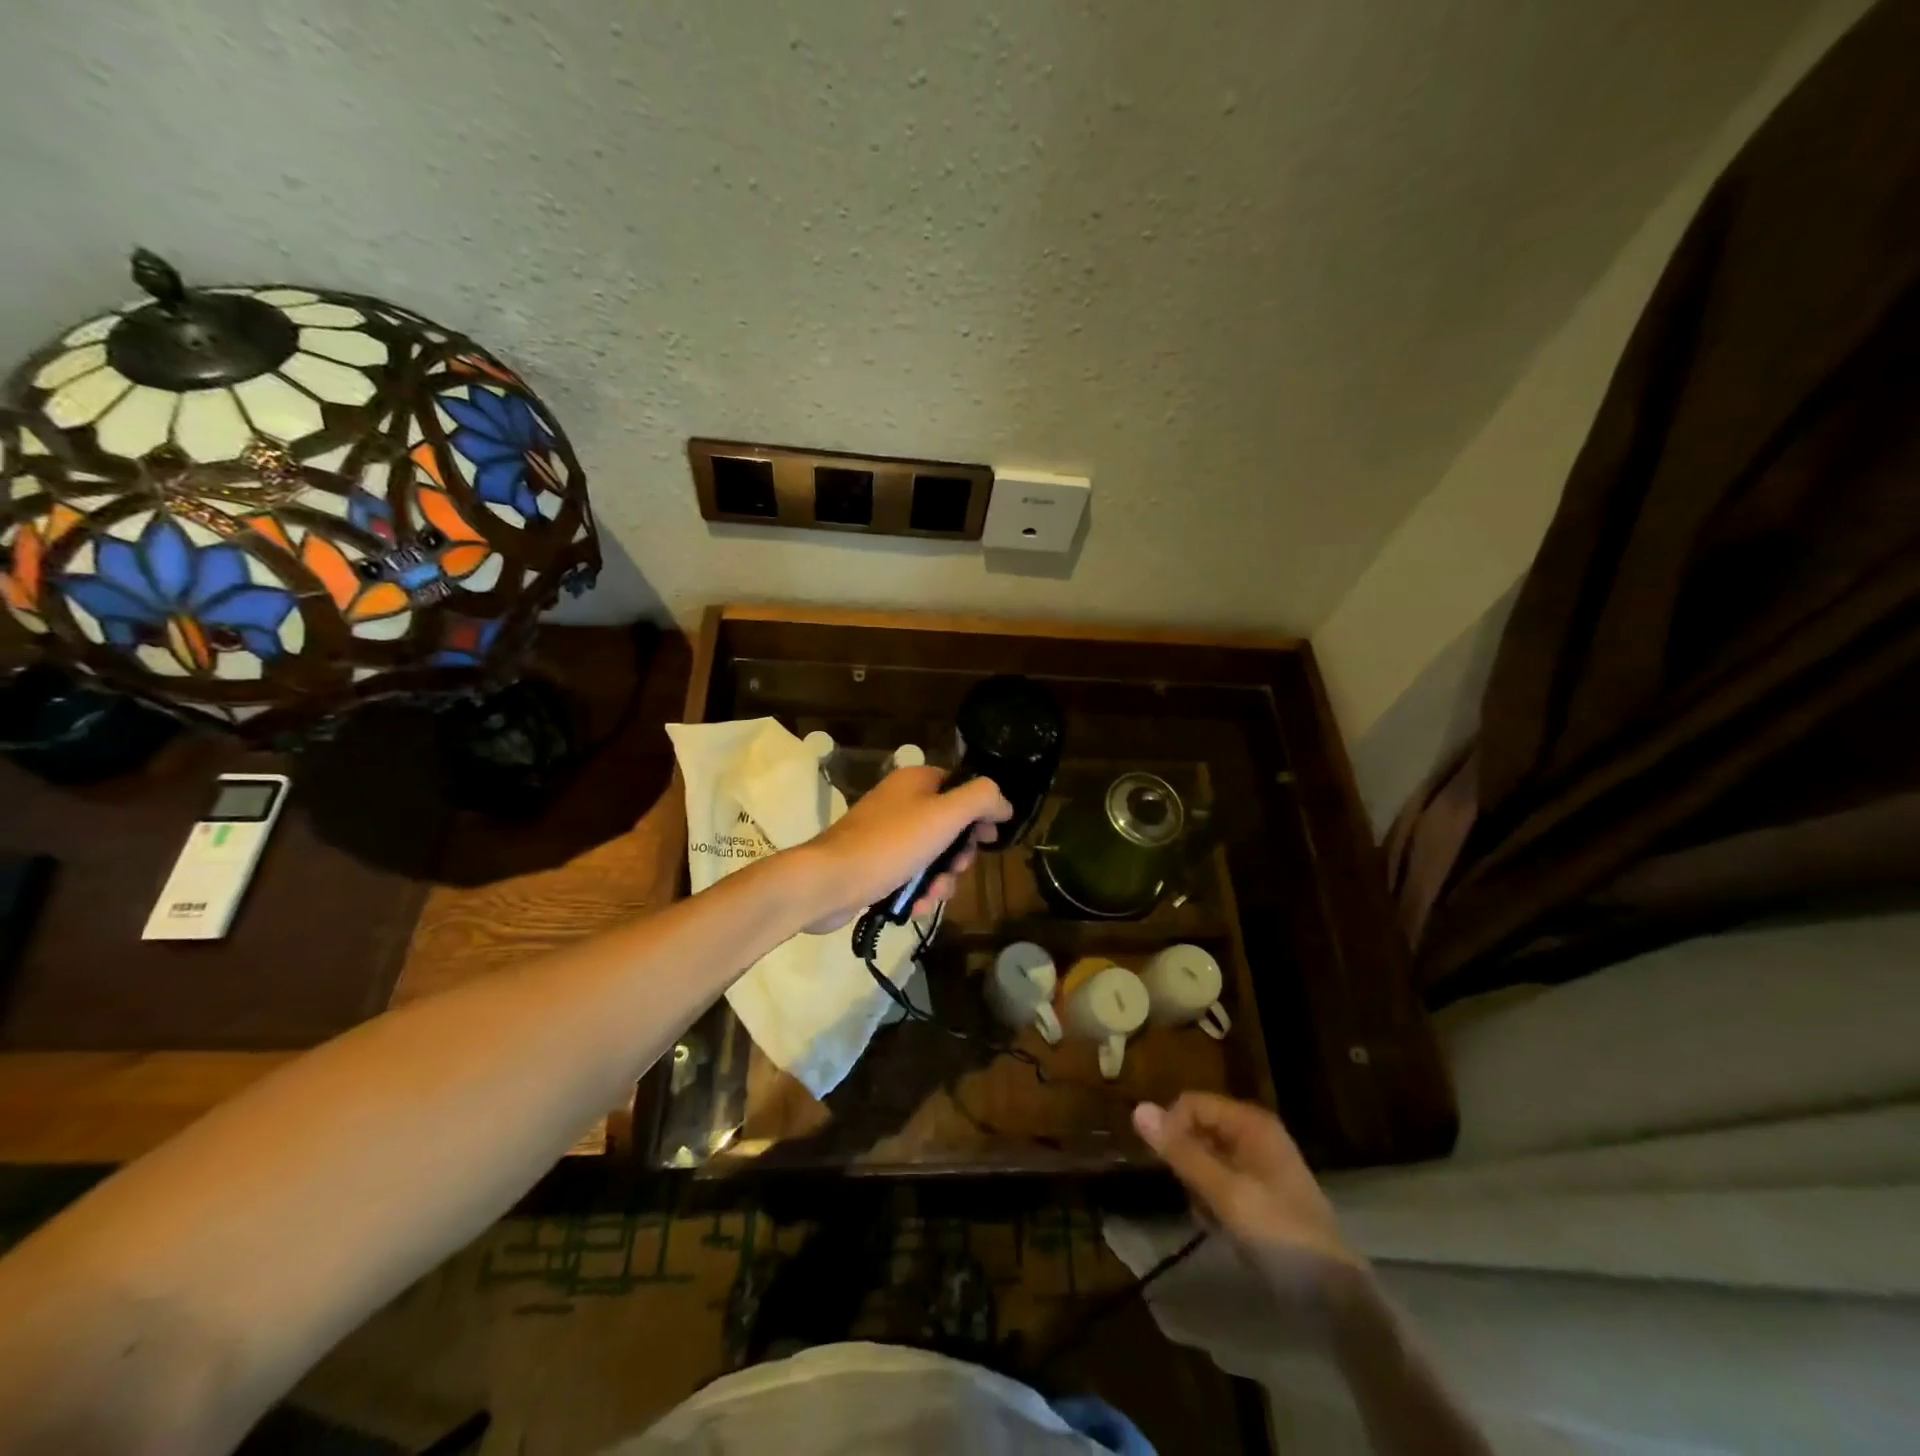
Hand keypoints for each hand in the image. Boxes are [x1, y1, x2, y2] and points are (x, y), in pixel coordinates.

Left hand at [793, 766, 1012, 933]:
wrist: (830, 882)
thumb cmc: (891, 844)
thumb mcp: (945, 815)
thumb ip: (981, 800)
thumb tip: (1004, 802)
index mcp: (916, 781)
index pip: (962, 788)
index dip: (981, 813)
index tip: (989, 839)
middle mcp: (901, 802)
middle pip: (951, 827)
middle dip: (958, 856)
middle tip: (955, 868)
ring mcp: (886, 835)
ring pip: (933, 857)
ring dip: (940, 880)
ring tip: (931, 894)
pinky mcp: (876, 864)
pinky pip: (911, 876)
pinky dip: (917, 892)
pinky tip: (914, 906)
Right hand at [1133, 1093, 1364, 1308]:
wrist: (1335, 1299)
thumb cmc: (1279, 1235)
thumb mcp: (1226, 1193)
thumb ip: (1182, 1152)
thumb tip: (1138, 1109)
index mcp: (1251, 1123)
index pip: (1192, 1103)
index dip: (1172, 1127)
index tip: (1164, 1166)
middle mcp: (1255, 1135)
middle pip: (1198, 1129)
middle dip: (1187, 1162)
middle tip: (1195, 1197)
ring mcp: (1260, 1165)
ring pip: (1206, 1159)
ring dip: (1199, 1186)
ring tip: (1211, 1217)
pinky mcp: (1261, 1194)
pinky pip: (1221, 1182)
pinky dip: (1214, 1201)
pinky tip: (1222, 1228)